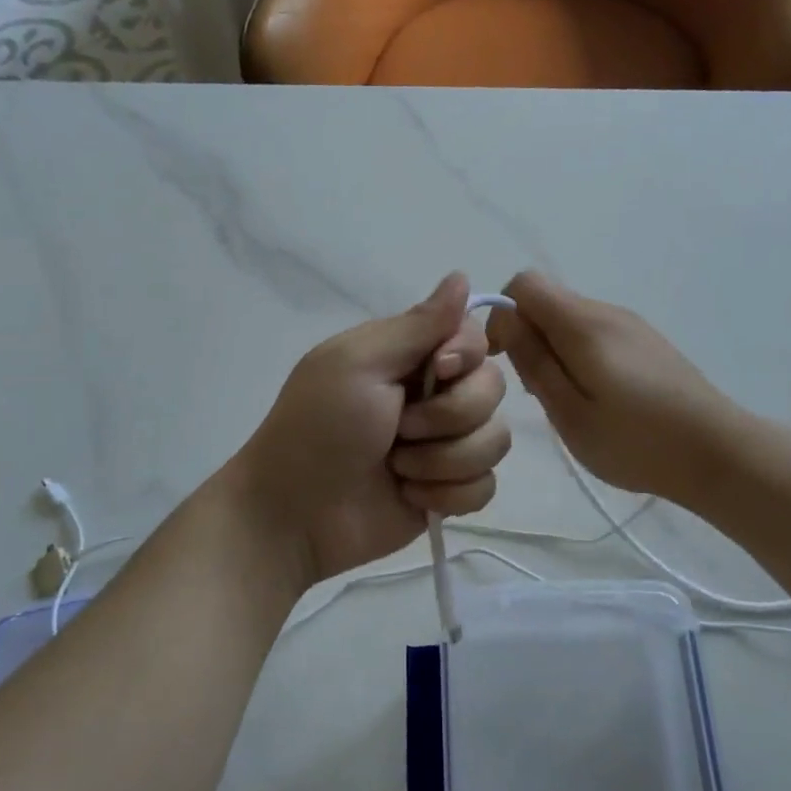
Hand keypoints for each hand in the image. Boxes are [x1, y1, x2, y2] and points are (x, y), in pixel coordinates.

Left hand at [230, 274, 510, 585]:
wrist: (295, 514)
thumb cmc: (318, 429)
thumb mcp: (358, 363)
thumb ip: (417, 325)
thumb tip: (461, 275)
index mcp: (411, 357)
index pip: (476, 338)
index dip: (466, 356)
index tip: (436, 372)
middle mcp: (435, 395)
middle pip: (493, 390)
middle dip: (449, 416)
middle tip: (399, 430)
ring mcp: (445, 446)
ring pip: (495, 441)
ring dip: (444, 460)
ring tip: (398, 468)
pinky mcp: (450, 491)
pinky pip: (485, 487)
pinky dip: (448, 494)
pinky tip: (409, 496)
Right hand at [486, 271, 735, 504]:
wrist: (718, 453)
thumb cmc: (635, 441)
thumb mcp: (569, 411)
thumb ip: (533, 361)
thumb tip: (503, 317)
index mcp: (583, 323)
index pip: (524, 284)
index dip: (502, 314)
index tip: (501, 359)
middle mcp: (607, 311)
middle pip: (548, 301)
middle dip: (528, 337)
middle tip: (538, 393)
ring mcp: (632, 325)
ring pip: (571, 320)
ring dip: (554, 350)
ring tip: (568, 402)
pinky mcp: (647, 342)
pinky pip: (596, 334)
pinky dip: (580, 356)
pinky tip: (598, 399)